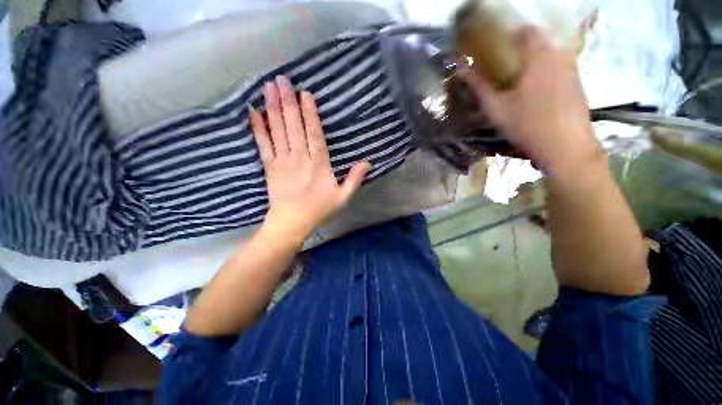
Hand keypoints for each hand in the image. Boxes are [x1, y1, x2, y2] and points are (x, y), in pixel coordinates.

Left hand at [250, 76, 369, 241]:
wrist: (292, 222)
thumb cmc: (319, 209)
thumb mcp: (343, 197)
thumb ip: (354, 179)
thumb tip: (367, 162)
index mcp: (319, 164)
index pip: (315, 134)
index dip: (310, 113)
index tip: (305, 93)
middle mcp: (300, 157)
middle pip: (294, 126)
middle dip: (288, 102)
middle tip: (281, 79)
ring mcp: (282, 161)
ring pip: (278, 131)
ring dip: (273, 108)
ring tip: (268, 87)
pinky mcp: (269, 166)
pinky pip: (263, 144)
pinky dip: (258, 128)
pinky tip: (253, 112)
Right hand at [461, 27, 602, 175]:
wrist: (566, 146)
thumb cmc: (527, 124)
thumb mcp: (496, 108)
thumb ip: (479, 86)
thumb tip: (461, 69)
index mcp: (538, 56)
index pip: (526, 31)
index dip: (510, 36)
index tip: (497, 50)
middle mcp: (559, 55)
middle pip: (540, 42)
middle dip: (522, 51)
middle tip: (505, 71)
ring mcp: (572, 69)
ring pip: (551, 56)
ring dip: (535, 63)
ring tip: (520, 84)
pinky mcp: (578, 84)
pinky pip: (560, 69)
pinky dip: (547, 74)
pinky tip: (538, 96)